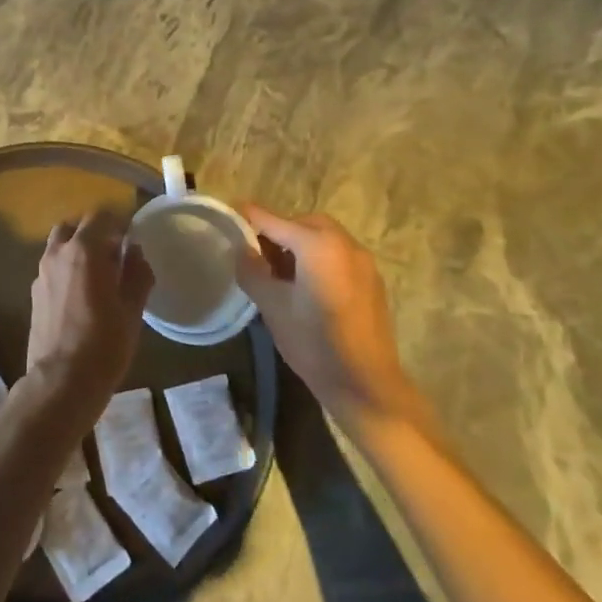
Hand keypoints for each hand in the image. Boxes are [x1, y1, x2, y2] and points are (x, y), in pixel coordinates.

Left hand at [25, 210, 152, 427]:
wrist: (61, 381)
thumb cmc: (104, 344)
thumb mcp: (132, 309)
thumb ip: (136, 272)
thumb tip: (134, 250)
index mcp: (84, 250)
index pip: (100, 217)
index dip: (119, 223)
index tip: (132, 238)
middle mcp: (57, 253)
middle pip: (75, 226)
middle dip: (95, 233)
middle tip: (115, 254)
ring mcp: (41, 273)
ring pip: (59, 245)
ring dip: (77, 249)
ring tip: (98, 274)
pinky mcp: (34, 293)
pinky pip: (52, 267)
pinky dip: (67, 268)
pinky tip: (81, 294)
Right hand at [236, 205, 417, 421]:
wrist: (366, 384)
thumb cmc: (314, 342)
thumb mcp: (272, 306)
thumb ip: (252, 271)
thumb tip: (242, 249)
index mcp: (317, 244)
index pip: (273, 220)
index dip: (248, 217)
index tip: (229, 216)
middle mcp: (344, 244)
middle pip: (303, 223)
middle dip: (279, 230)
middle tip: (257, 253)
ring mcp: (363, 262)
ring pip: (324, 237)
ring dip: (300, 243)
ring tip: (280, 271)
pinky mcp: (372, 281)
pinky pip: (339, 254)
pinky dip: (319, 257)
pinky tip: (307, 286)